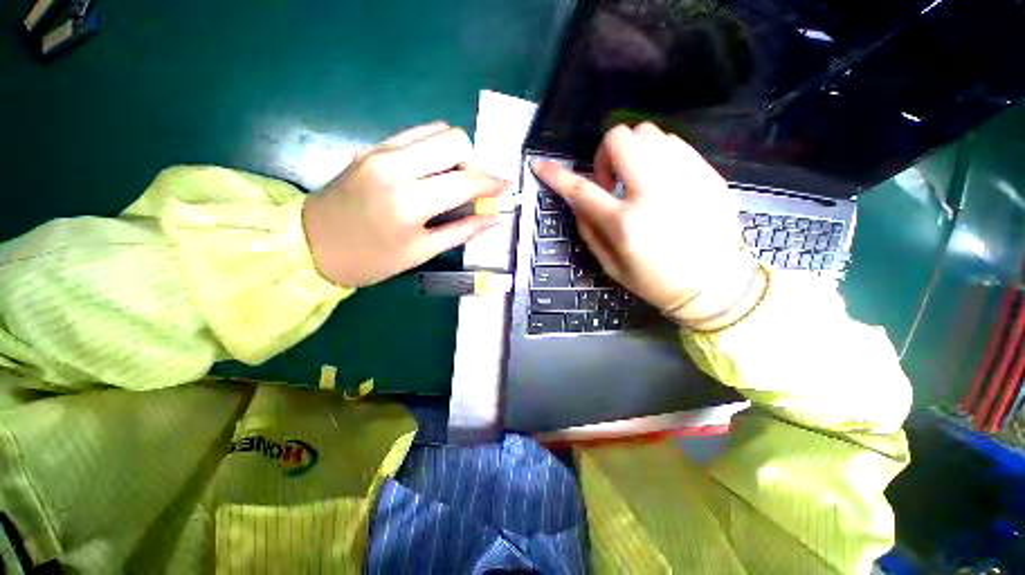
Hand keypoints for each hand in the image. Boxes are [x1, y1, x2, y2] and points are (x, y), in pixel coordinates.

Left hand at [302, 122, 506, 286]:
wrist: (311, 245)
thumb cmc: (371, 259)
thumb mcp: (422, 252)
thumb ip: (462, 231)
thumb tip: (494, 217)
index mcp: (409, 202)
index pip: (465, 181)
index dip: (492, 184)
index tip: (505, 188)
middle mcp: (395, 167)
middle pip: (454, 140)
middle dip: (474, 163)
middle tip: (472, 188)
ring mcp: (381, 152)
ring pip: (436, 130)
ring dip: (455, 152)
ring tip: (454, 179)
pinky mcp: (372, 147)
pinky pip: (415, 134)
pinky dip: (434, 147)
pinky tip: (434, 170)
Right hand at [533, 123, 764, 330]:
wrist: (714, 283)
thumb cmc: (655, 280)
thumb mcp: (611, 264)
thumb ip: (589, 229)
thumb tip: (575, 199)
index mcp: (625, 223)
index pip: (580, 190)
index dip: (556, 175)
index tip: (541, 165)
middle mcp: (654, 193)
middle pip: (620, 139)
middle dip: (605, 154)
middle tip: (610, 180)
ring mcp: (685, 178)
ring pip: (649, 133)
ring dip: (632, 152)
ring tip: (636, 179)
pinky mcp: (707, 174)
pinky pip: (674, 143)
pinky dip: (657, 154)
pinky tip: (659, 179)